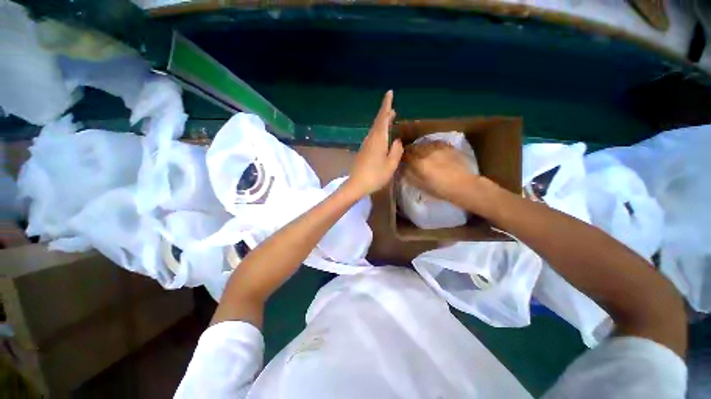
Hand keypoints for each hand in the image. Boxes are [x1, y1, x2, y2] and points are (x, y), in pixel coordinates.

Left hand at [347, 90, 403, 194]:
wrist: (356, 185)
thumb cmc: (375, 175)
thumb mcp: (390, 165)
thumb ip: (396, 151)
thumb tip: (397, 141)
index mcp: (378, 139)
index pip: (382, 118)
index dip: (386, 105)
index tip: (389, 93)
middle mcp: (370, 139)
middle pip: (378, 123)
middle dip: (385, 114)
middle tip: (392, 108)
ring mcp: (365, 145)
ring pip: (374, 130)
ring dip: (382, 123)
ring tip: (390, 119)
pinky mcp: (363, 152)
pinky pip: (372, 137)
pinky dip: (379, 132)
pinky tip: (382, 136)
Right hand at [402, 140, 489, 207]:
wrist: (463, 186)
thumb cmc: (440, 189)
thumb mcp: (421, 185)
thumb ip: (410, 175)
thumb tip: (403, 168)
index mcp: (419, 164)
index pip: (406, 156)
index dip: (402, 157)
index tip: (401, 160)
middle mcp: (427, 153)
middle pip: (414, 147)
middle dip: (410, 151)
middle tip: (409, 156)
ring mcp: (438, 148)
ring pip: (424, 144)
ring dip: (420, 147)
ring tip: (420, 152)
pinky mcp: (448, 147)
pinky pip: (436, 142)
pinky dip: (431, 145)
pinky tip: (432, 149)